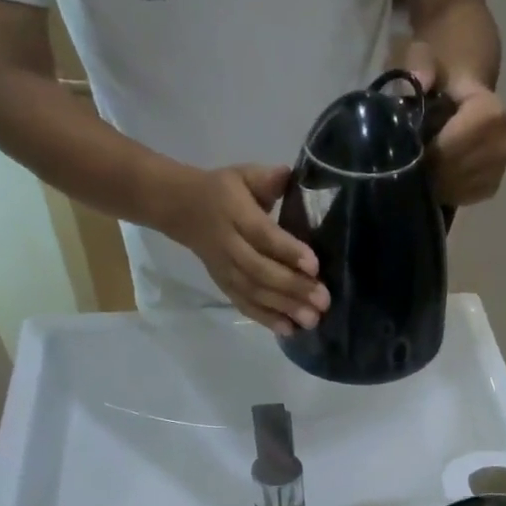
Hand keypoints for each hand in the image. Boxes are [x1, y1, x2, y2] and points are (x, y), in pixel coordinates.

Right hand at [160, 164, 330, 334]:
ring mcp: (225, 270)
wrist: (182, 210)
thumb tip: (290, 175)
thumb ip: (267, 179)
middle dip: (293, 287)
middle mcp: (229, 245)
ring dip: (284, 308)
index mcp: (234, 213)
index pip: (263, 235)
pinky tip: (288, 330)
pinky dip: (266, 319)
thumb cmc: (224, 191)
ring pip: (255, 293)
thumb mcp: (243, 175)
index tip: (314, 266)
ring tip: (312, 320)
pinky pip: (245, 305)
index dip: (288, 251)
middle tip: (323, 300)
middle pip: (261, 271)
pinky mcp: (224, 287)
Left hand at [405, 42, 505, 205]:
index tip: (411, 145)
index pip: (455, 147)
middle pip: (454, 173)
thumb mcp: (425, 57)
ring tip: (423, 165)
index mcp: (492, 113)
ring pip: (456, 190)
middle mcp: (503, 144)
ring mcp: (499, 169)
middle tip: (410, 160)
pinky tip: (437, 174)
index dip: (430, 151)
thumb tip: (420, 83)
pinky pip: (462, 198)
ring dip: (435, 182)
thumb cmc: (442, 74)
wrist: (464, 88)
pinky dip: (445, 190)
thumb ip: (420, 65)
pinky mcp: (491, 187)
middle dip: (429, 169)